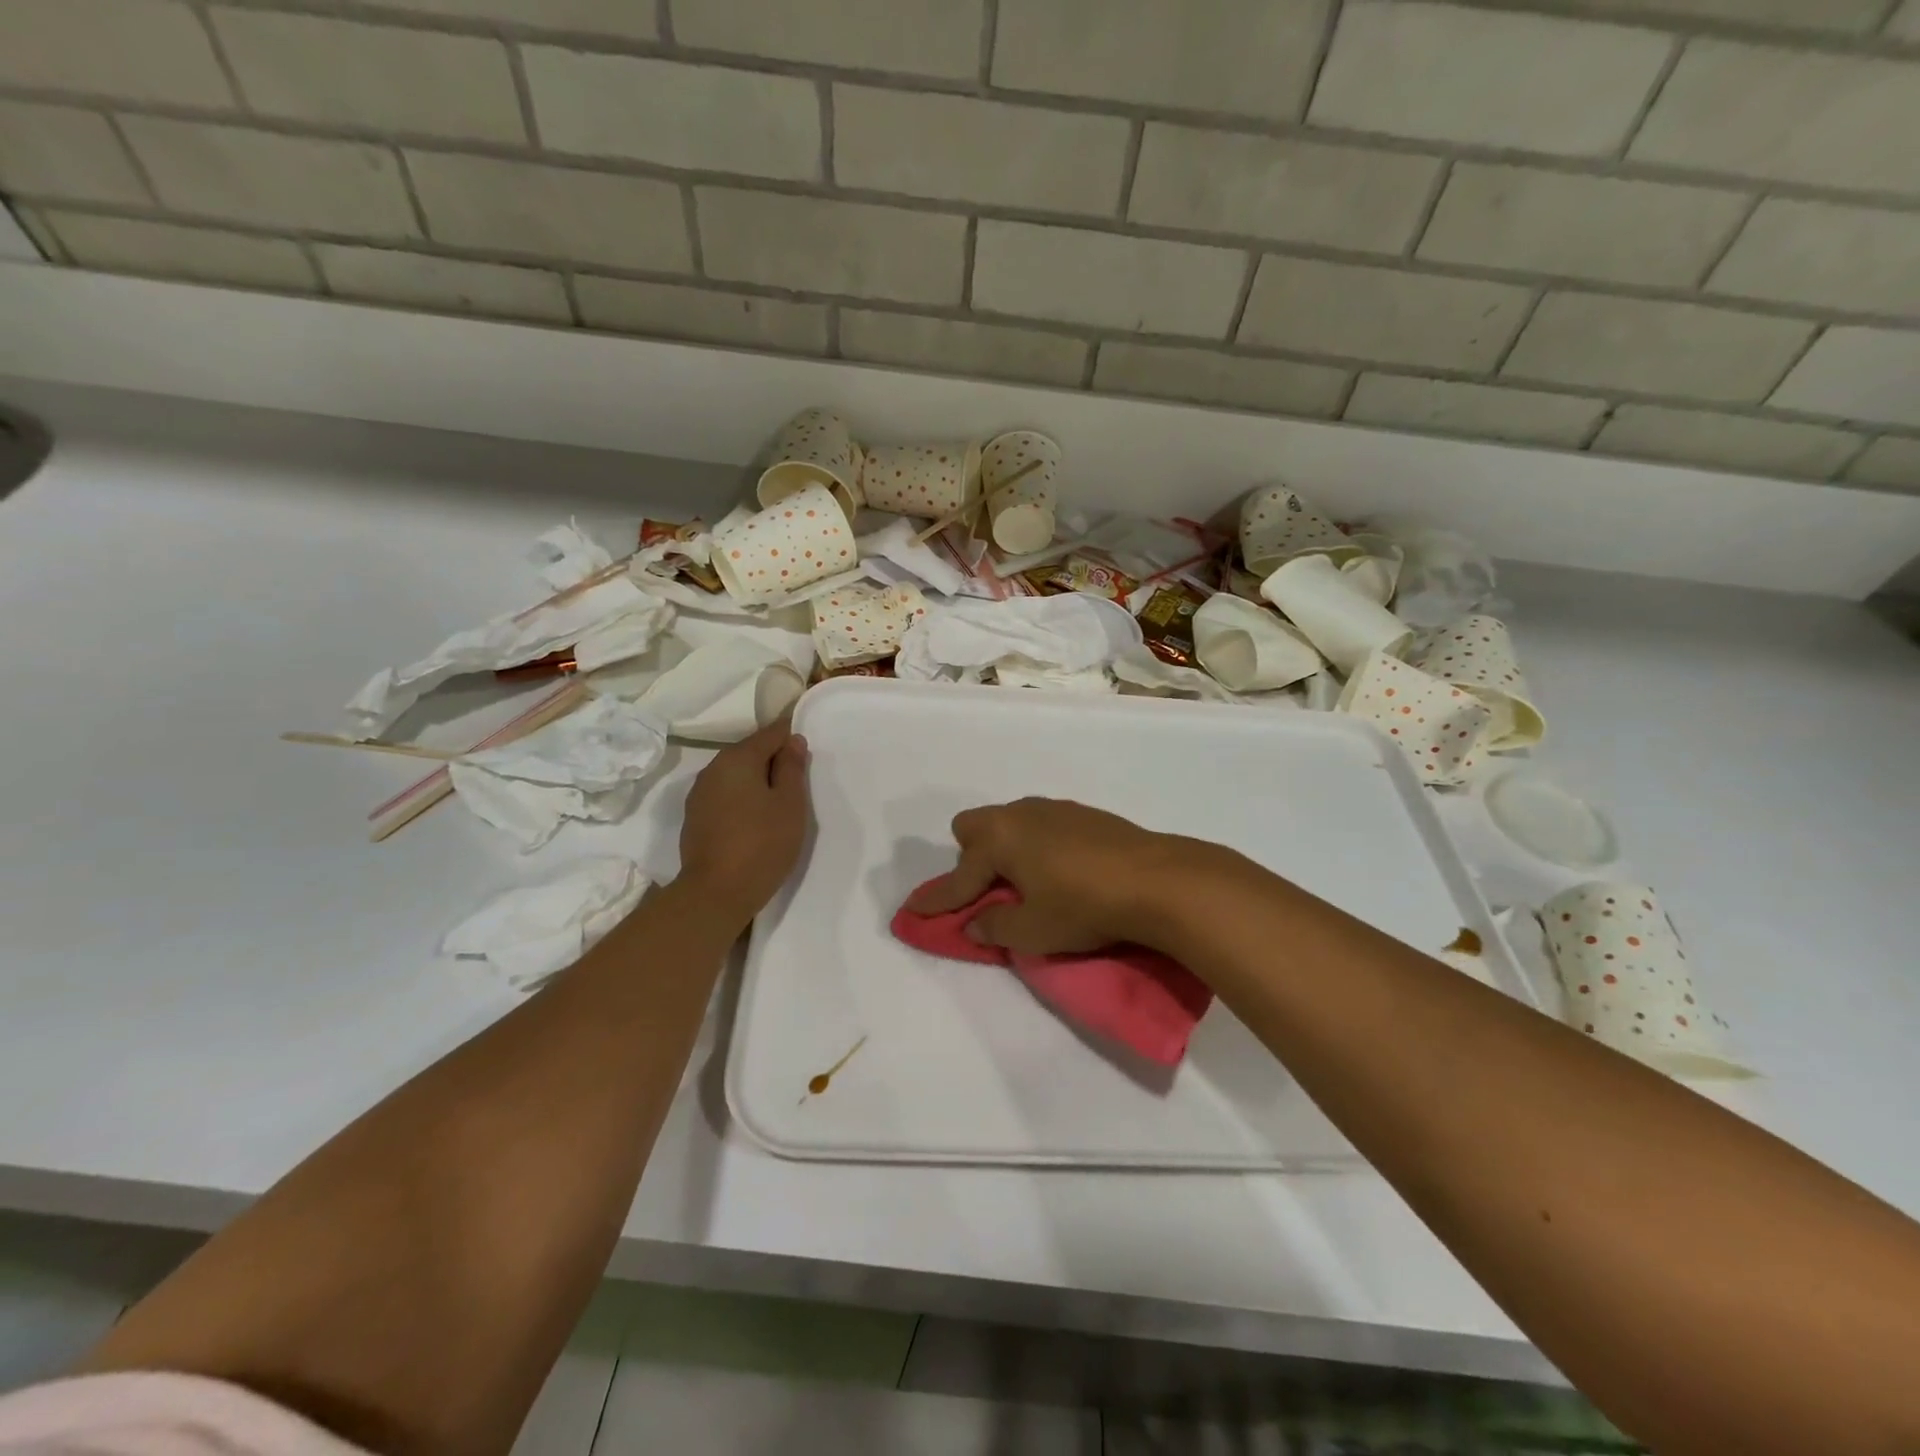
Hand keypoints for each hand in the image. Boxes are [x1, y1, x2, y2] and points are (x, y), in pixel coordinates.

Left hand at [678, 717, 809, 924]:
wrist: (715, 893)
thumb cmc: (762, 844)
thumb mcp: (790, 804)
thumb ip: (792, 768)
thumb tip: (792, 740)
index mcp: (738, 758)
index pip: (771, 733)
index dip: (791, 737)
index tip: (807, 752)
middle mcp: (713, 767)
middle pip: (750, 751)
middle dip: (773, 760)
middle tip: (798, 783)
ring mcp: (699, 793)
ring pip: (735, 774)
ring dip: (756, 780)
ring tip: (778, 803)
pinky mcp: (695, 816)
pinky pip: (724, 794)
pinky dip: (742, 798)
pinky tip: (754, 818)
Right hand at [907, 798, 1197, 955]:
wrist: (1157, 880)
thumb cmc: (1084, 906)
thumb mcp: (1033, 930)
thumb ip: (994, 927)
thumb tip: (975, 923)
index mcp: (999, 839)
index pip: (959, 877)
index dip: (937, 901)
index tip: (914, 913)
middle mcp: (1020, 814)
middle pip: (975, 828)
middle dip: (971, 858)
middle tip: (988, 892)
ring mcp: (1054, 809)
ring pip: (1011, 822)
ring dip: (1006, 850)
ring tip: (1026, 882)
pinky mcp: (1085, 813)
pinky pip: (1041, 825)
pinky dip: (1036, 846)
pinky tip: (1061, 870)